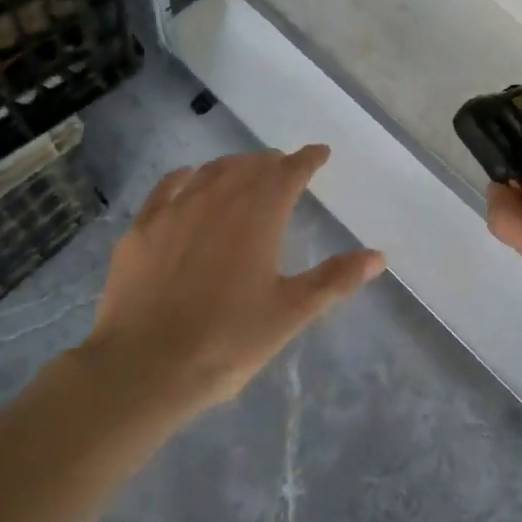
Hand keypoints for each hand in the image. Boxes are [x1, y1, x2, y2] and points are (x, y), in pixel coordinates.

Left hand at [81, 146, 385, 416]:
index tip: (320, 153)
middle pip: (251, 165)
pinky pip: (169, 186)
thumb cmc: (227, 341)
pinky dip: (188, 177)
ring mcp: (177, 208)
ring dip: (234, 166)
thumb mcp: (289, 314)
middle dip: (272, 163)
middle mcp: (220, 197)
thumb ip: (334, 279)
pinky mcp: (143, 226)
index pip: (290, 172)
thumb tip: (378, 256)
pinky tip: (189, 180)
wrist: (143, 368)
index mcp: (259, 213)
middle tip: (284, 168)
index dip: (308, 159)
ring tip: (244, 172)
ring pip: (213, 170)